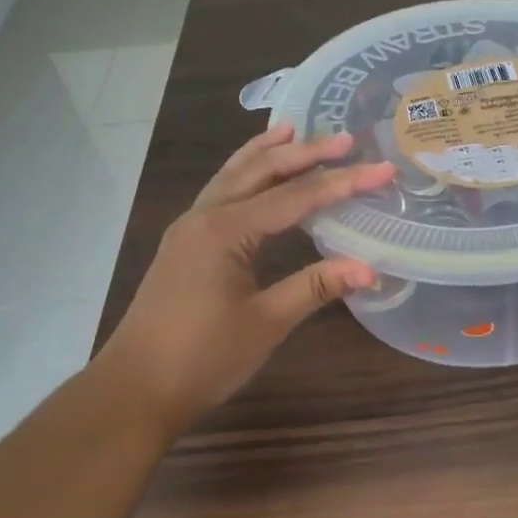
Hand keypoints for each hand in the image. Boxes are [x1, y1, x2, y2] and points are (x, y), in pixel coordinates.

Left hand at [97, 125, 394, 434]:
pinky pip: (220, 195)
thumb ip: (314, 288)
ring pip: (233, 177)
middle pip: (260, 172)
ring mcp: (190, 229)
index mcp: (225, 231)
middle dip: (304, 153)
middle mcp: (205, 217)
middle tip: (345, 139)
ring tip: (293, 129)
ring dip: (266, 154)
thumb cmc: (202, 357)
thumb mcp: (266, 323)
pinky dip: (244, 176)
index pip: (295, 198)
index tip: (381, 171)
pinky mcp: (186, 246)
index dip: (342, 184)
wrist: (137, 387)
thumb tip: (370, 269)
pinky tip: (254, 178)